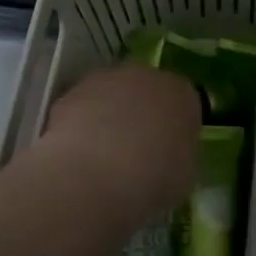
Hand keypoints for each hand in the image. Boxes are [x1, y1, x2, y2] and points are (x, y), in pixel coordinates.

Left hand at [38, 63, 201, 230]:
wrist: (95, 177)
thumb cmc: (153, 179)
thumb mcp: (184, 175)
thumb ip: (179, 154)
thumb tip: (167, 155)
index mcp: (182, 93)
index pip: (183, 103)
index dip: (174, 127)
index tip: (168, 151)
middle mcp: (145, 76)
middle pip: (145, 91)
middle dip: (140, 114)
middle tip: (135, 151)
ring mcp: (105, 80)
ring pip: (110, 96)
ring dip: (108, 117)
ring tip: (101, 157)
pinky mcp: (71, 93)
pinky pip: (81, 109)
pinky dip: (80, 126)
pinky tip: (78, 157)